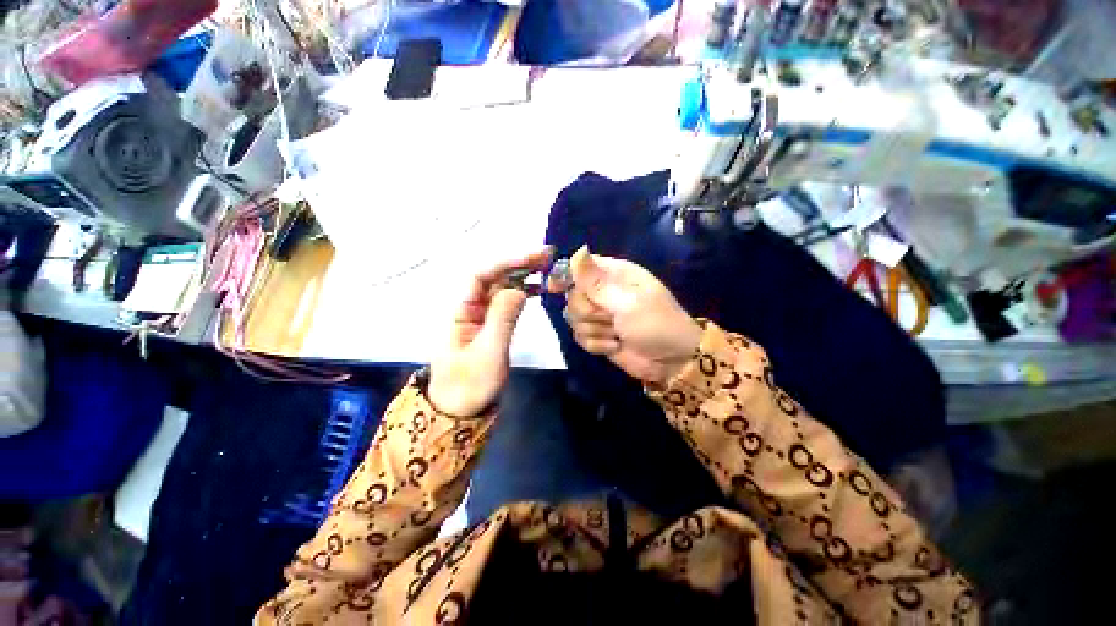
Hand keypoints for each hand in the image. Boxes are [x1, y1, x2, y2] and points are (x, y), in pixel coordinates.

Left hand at [428, 248, 552, 415]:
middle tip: (546, 256)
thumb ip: (503, 319)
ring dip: (521, 276)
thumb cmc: (469, 386)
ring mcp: (480, 317)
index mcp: (461, 311)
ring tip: (545, 268)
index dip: (505, 263)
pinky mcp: (490, 326)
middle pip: (492, 278)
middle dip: (517, 264)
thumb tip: (519, 288)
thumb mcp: (488, 353)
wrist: (460, 412)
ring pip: (500, 288)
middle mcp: (469, 308)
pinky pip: (505, 303)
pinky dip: (521, 293)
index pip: (480, 276)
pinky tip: (535, 290)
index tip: (532, 258)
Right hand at [553, 246, 701, 385]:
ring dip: (595, 330)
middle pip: (572, 296)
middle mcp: (603, 291)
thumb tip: (578, 249)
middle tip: (611, 318)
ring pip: (573, 319)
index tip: (554, 288)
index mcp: (614, 274)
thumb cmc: (655, 324)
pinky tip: (614, 345)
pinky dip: (597, 344)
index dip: (565, 275)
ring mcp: (599, 315)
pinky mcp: (597, 335)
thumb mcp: (627, 302)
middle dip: (588, 312)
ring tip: (618, 333)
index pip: (579, 267)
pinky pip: (579, 337)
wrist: (671, 361)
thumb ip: (596, 281)